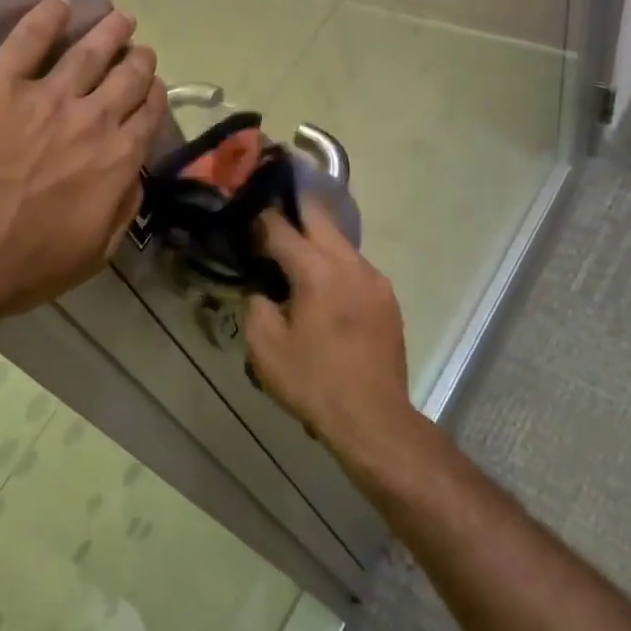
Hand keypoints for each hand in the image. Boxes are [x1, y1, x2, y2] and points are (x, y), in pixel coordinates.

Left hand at [0, 0, 164, 326]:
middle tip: (140, 48)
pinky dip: (46, 17)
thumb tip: (133, 178)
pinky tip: (56, 4)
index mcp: (115, 163)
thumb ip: (120, 211)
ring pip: (87, 52)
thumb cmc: (19, 269)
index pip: (146, 118)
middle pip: (125, 78)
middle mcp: (90, 121)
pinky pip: (27, 38)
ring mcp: (44, 96)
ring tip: (118, 18)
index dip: (153, 97)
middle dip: (137, 60)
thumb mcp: (90, 256)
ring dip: (108, 32)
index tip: (153, 85)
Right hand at [245, 204, 413, 459]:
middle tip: (268, 218)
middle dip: (292, 210)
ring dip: (315, 239)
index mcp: (317, 271)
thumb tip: (262, 289)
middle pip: (318, 216)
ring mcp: (375, 279)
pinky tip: (321, 286)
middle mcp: (350, 264)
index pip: (281, 227)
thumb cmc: (313, 382)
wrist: (373, 419)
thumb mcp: (264, 347)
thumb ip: (256, 305)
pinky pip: (355, 265)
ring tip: (293, 255)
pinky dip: (334, 263)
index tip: (244, 218)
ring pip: (339, 240)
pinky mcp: (387, 297)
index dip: (258, 219)